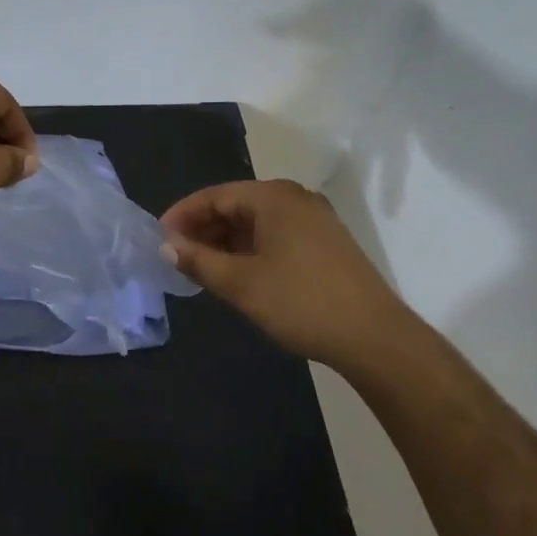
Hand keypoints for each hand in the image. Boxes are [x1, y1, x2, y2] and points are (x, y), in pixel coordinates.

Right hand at [161, 180, 407, 366]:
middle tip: (177, 255)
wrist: (377, 339)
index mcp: (274, 197)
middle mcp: (295, 199)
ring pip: (256, 223)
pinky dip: (250, 249)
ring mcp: (315, 220)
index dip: (183, 215)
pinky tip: (237, 273)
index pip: (215, 196)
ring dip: (226, 242)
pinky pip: (276, 235)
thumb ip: (199, 261)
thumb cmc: (302, 302)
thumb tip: (166, 246)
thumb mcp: (241, 284)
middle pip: (236, 205)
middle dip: (204, 229)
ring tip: (202, 268)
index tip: (159, 237)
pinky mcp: (326, 243)